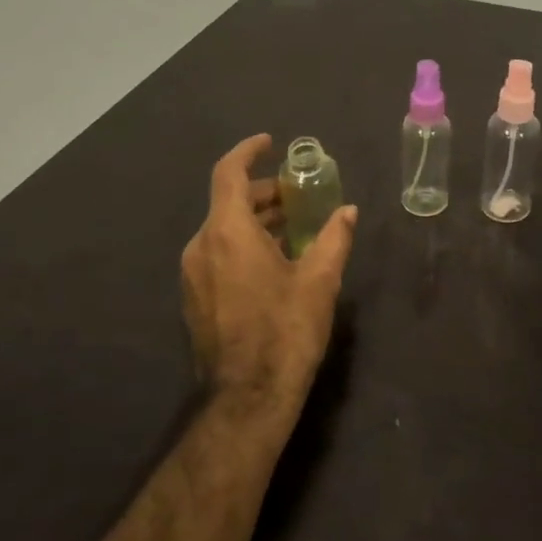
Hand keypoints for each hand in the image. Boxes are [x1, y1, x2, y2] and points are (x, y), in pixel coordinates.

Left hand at [181, 134, 356, 412]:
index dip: (248, 152)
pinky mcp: (195, 299)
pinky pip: (217, 254)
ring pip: (222, 230)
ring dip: (255, 220)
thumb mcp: (320, 280)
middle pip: (228, 202)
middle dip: (263, 192)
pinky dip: (243, 244)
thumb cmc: (285, 330)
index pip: (229, 174)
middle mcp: (201, 247)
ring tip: (293, 227)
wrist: (247, 397)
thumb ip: (335, 238)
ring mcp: (193, 275)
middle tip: (299, 195)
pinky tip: (274, 261)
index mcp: (228, 232)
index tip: (271, 143)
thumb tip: (348, 211)